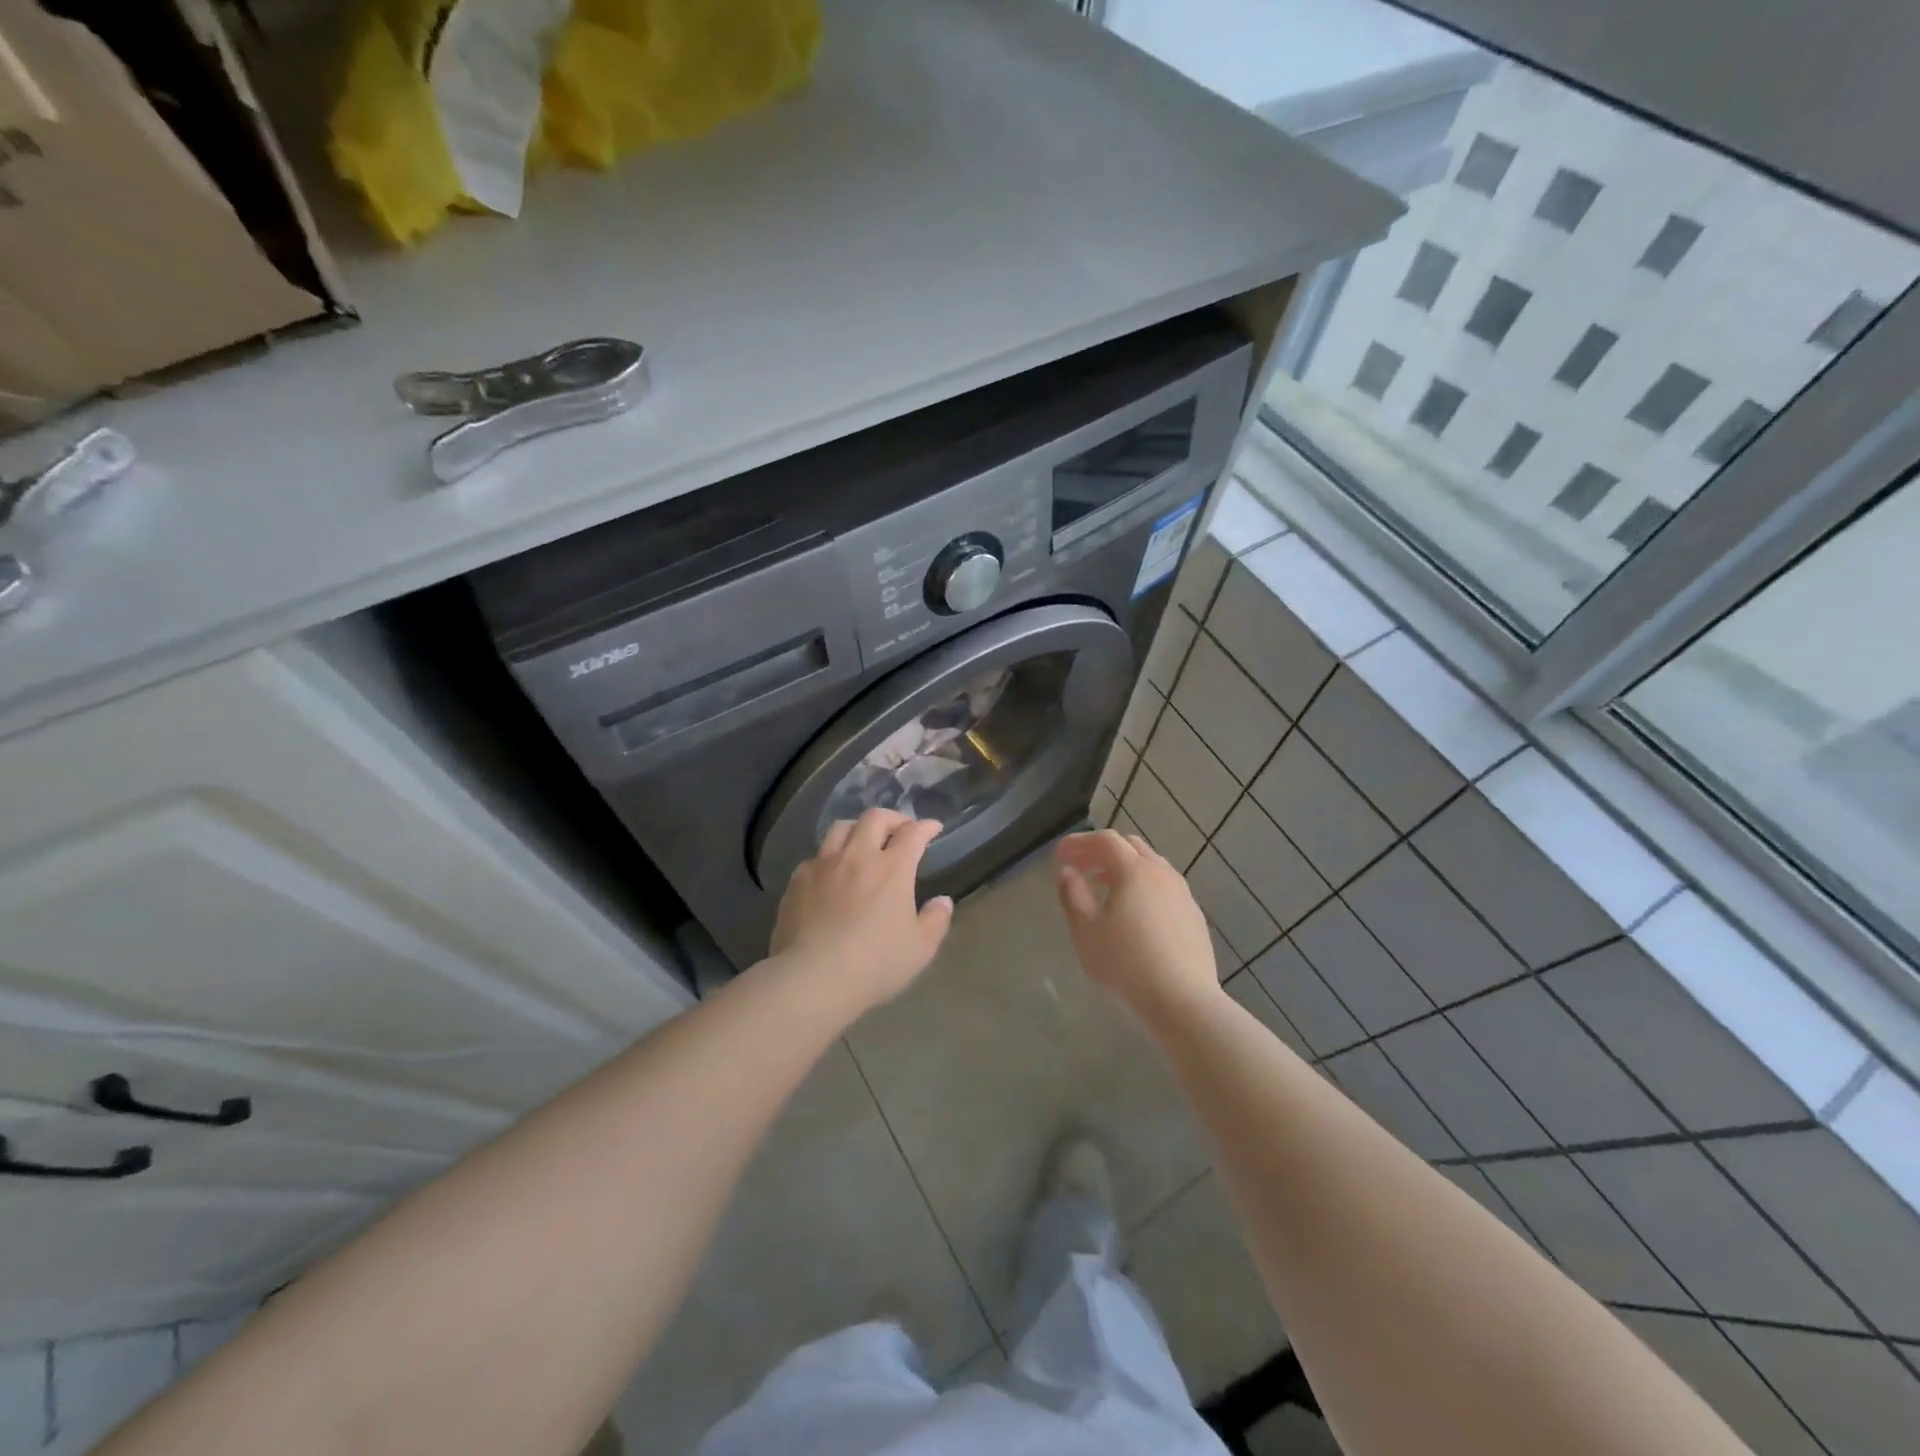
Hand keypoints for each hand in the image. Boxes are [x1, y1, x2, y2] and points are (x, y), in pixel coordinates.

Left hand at [770, 809, 954, 1014]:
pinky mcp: (798, 880)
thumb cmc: (874, 964)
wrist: (813, 977)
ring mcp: (823, 865)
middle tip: (900, 829)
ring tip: (863, 841)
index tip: (933, 828)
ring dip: (858, 828)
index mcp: (892, 868)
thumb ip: (936, 920)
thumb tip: (942, 901)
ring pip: (841, 828)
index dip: (925, 826)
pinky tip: (831, 873)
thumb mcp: (920, 949)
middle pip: (874, 818)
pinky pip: (816, 856)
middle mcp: (857, 856)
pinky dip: (830, 856)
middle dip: (892, 818)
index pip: (912, 833)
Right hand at [1054, 830, 1220, 1021]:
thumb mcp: (1086, 931)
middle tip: (1081, 866)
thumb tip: (1068, 872)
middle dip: (1102, 850)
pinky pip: (1165, 887)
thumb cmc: (1126, 963)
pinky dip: (1144, 886)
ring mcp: (1183, 894)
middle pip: (1131, 846)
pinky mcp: (1194, 916)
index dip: (1080, 842)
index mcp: (1134, 871)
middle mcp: (1162, 873)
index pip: (1105, 840)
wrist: (1183, 1000)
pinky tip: (1135, 912)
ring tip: (1104, 886)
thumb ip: (1073, 895)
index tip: (1060, 854)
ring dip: (1125, 867)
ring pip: (1151, 865)